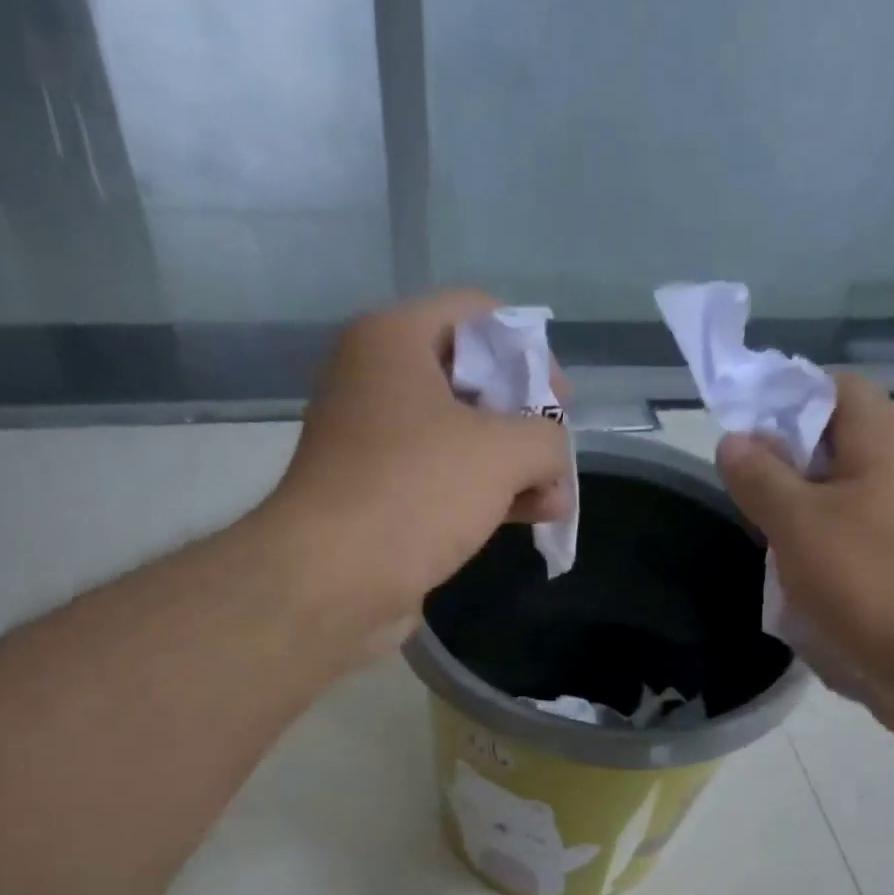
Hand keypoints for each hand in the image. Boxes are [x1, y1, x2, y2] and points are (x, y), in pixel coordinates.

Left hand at [266, 290, 571, 632]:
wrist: (332, 580)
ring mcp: (373, 443)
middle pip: (472, 380)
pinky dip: (483, 494)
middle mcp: (376, 381)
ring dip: (512, 467)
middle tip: (557, 458)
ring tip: (555, 502)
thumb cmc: (416, 492)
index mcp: (394, 340)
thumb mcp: (504, 452)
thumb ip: (547, 438)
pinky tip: (526, 519)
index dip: (531, 352)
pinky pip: (440, 480)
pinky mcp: (376, 496)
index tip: (561, 404)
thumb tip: (553, 458)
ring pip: (460, 438)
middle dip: (526, 421)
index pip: (479, 315)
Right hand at [714, 374, 893, 720]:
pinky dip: (818, 549)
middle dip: (784, 461)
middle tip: (746, 492)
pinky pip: (850, 539)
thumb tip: (733, 440)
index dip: (788, 397)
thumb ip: (761, 478)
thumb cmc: (868, 578)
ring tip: (763, 540)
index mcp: (882, 443)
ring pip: (839, 496)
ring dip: (797, 512)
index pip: (837, 388)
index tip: (745, 432)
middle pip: (835, 443)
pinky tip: (793, 580)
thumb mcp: (798, 522)